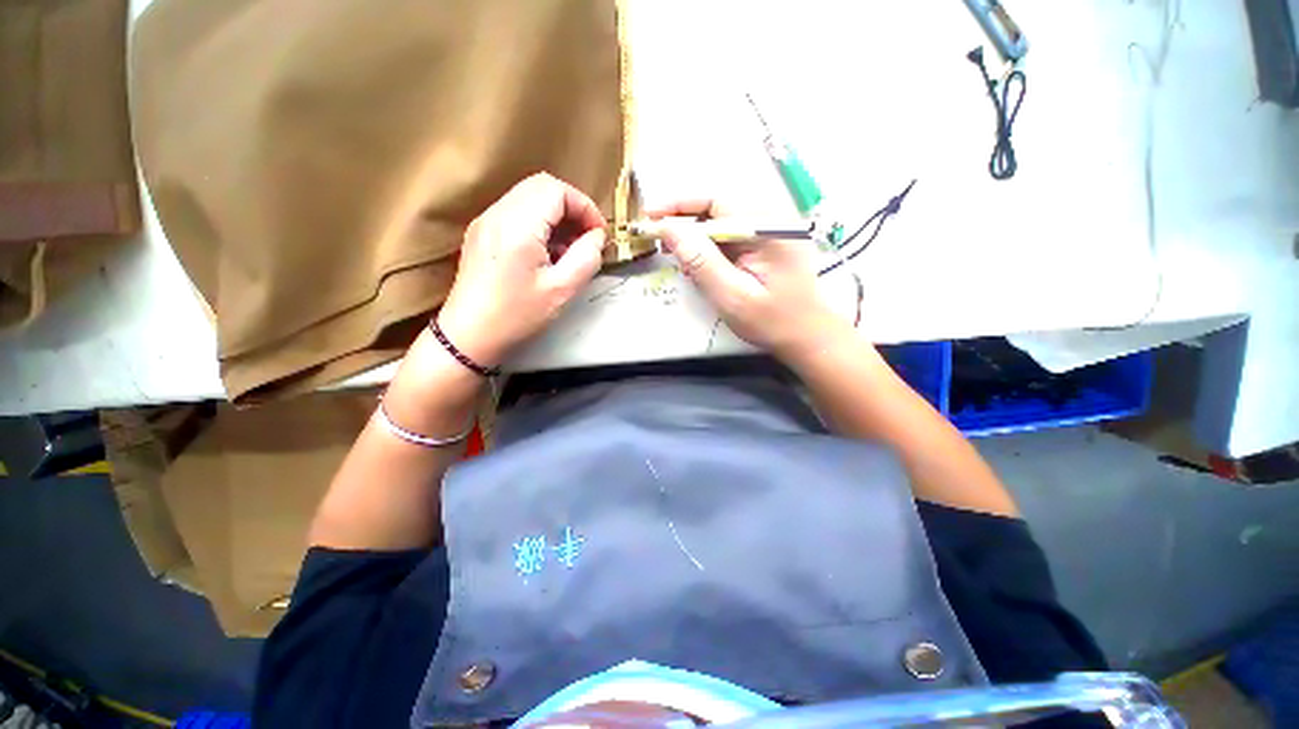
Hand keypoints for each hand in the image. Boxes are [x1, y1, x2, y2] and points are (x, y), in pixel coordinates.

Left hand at [436, 173, 606, 367]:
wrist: (469, 336)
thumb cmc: (516, 316)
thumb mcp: (562, 291)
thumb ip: (586, 258)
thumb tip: (597, 237)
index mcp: (517, 226)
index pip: (557, 190)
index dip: (585, 207)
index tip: (598, 235)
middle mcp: (497, 214)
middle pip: (541, 187)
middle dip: (572, 208)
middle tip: (586, 238)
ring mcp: (485, 222)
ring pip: (528, 198)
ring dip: (555, 216)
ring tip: (569, 248)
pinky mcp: (481, 233)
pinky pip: (515, 212)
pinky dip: (539, 223)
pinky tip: (546, 253)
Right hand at [649, 199, 850, 362]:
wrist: (806, 337)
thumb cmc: (772, 321)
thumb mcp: (731, 296)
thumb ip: (701, 261)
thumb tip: (669, 229)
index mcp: (766, 229)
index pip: (716, 202)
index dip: (679, 207)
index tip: (651, 217)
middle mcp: (770, 222)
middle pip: (717, 210)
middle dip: (685, 224)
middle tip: (660, 243)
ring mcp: (769, 234)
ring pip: (721, 225)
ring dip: (696, 239)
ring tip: (679, 261)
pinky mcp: (765, 247)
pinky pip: (730, 239)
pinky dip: (709, 251)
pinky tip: (699, 269)